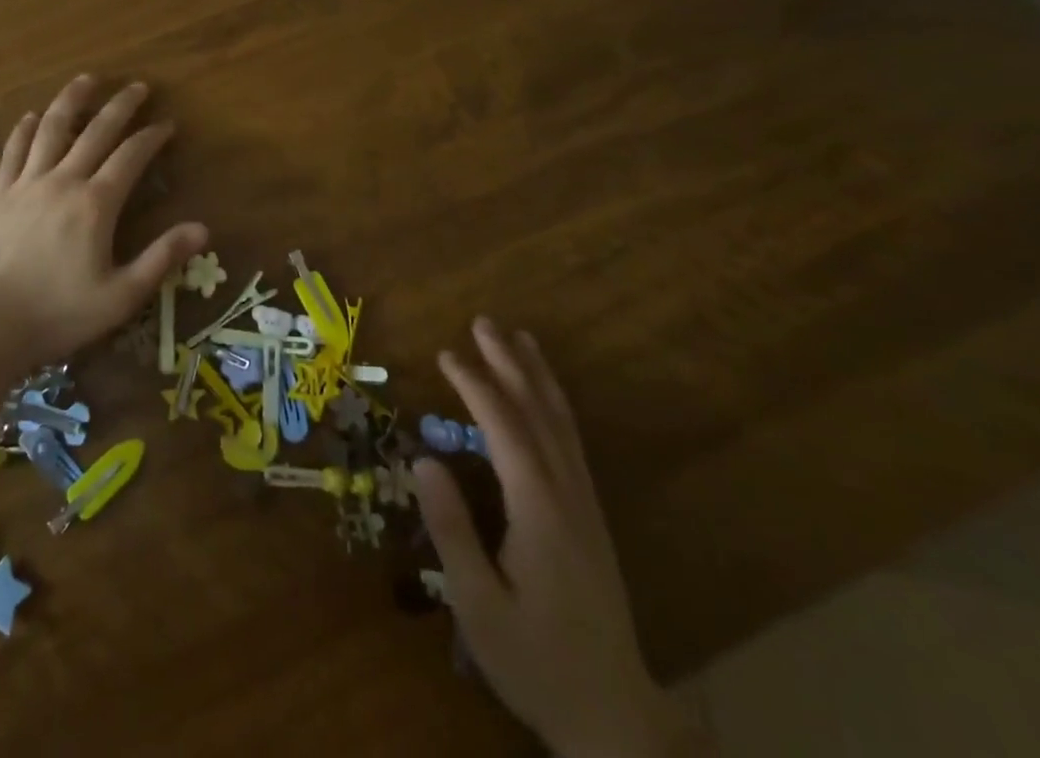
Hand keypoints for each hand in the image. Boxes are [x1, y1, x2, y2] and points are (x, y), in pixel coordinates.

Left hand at [0, 76, 208, 365]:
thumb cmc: (58, 314)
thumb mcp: (121, 296)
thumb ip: (161, 258)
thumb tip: (202, 228)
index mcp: (95, 204)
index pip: (131, 156)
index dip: (152, 137)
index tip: (168, 124)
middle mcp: (63, 181)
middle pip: (95, 131)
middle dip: (120, 106)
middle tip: (137, 86)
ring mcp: (26, 183)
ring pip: (52, 128)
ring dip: (72, 100)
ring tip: (87, 79)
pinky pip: (15, 150)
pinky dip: (26, 129)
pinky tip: (33, 115)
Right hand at [415, 319, 710, 757]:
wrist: (614, 717)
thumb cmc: (535, 660)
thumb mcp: (479, 604)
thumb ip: (451, 529)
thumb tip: (425, 459)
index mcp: (539, 509)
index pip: (504, 428)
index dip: (475, 385)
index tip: (446, 353)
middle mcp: (567, 495)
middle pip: (538, 413)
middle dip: (510, 364)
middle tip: (484, 322)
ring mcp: (585, 505)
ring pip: (562, 425)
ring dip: (538, 378)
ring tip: (520, 340)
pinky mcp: (591, 519)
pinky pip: (571, 444)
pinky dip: (554, 408)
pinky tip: (544, 400)